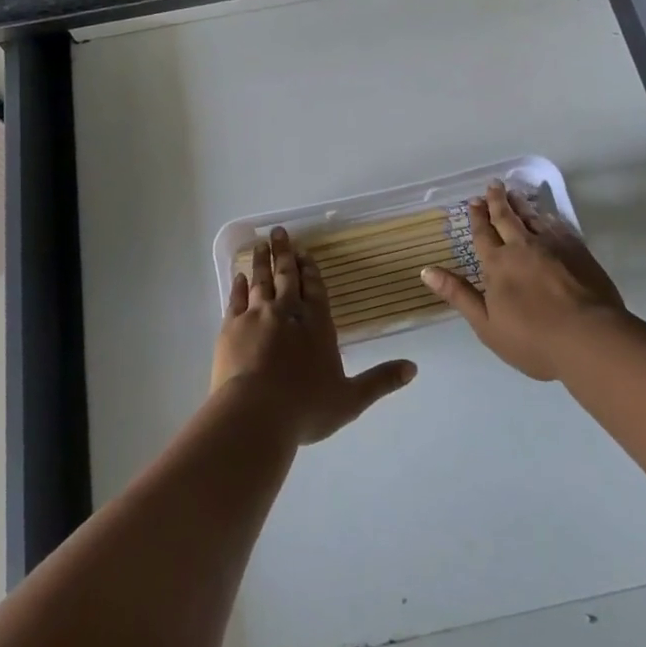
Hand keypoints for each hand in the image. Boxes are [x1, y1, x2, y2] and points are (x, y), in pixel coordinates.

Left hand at [212, 228, 416, 445]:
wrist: (254, 414)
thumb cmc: (305, 408)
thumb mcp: (350, 399)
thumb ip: (380, 381)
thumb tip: (413, 368)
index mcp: (317, 325)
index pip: (315, 289)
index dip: (310, 270)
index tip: (304, 251)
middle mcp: (287, 312)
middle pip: (287, 276)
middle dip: (285, 254)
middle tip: (279, 232)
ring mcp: (257, 316)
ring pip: (260, 281)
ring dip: (261, 262)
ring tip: (261, 244)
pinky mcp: (231, 327)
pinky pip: (236, 299)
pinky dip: (238, 286)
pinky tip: (238, 276)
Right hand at [420, 181, 626, 380]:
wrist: (589, 338)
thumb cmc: (532, 339)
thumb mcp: (486, 324)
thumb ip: (458, 294)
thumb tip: (425, 270)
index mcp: (497, 265)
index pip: (483, 235)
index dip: (477, 218)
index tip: (473, 201)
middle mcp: (521, 247)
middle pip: (506, 218)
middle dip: (497, 201)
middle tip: (492, 185)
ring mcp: (551, 246)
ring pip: (531, 218)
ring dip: (520, 205)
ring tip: (514, 194)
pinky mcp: (577, 250)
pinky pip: (557, 226)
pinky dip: (548, 217)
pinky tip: (547, 215)